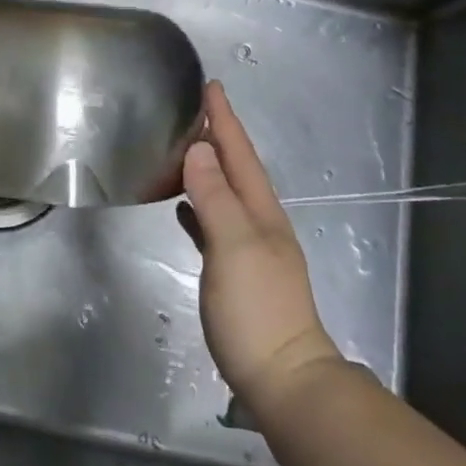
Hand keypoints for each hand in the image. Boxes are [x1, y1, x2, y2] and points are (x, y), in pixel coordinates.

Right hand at [179, 81, 342, 410]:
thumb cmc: (257, 309)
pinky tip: (182, 205)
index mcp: (261, 212)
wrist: (283, 379)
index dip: (224, 121)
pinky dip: (198, 205)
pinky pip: (213, 222)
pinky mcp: (235, 272)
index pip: (239, 155)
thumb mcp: (234, 247)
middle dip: (218, 137)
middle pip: (236, 169)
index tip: (212, 86)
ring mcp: (250, 249)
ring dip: (208, 167)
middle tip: (194, 108)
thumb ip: (215, 197)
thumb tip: (197, 149)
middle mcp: (259, 223)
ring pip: (225, 193)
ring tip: (184, 147)